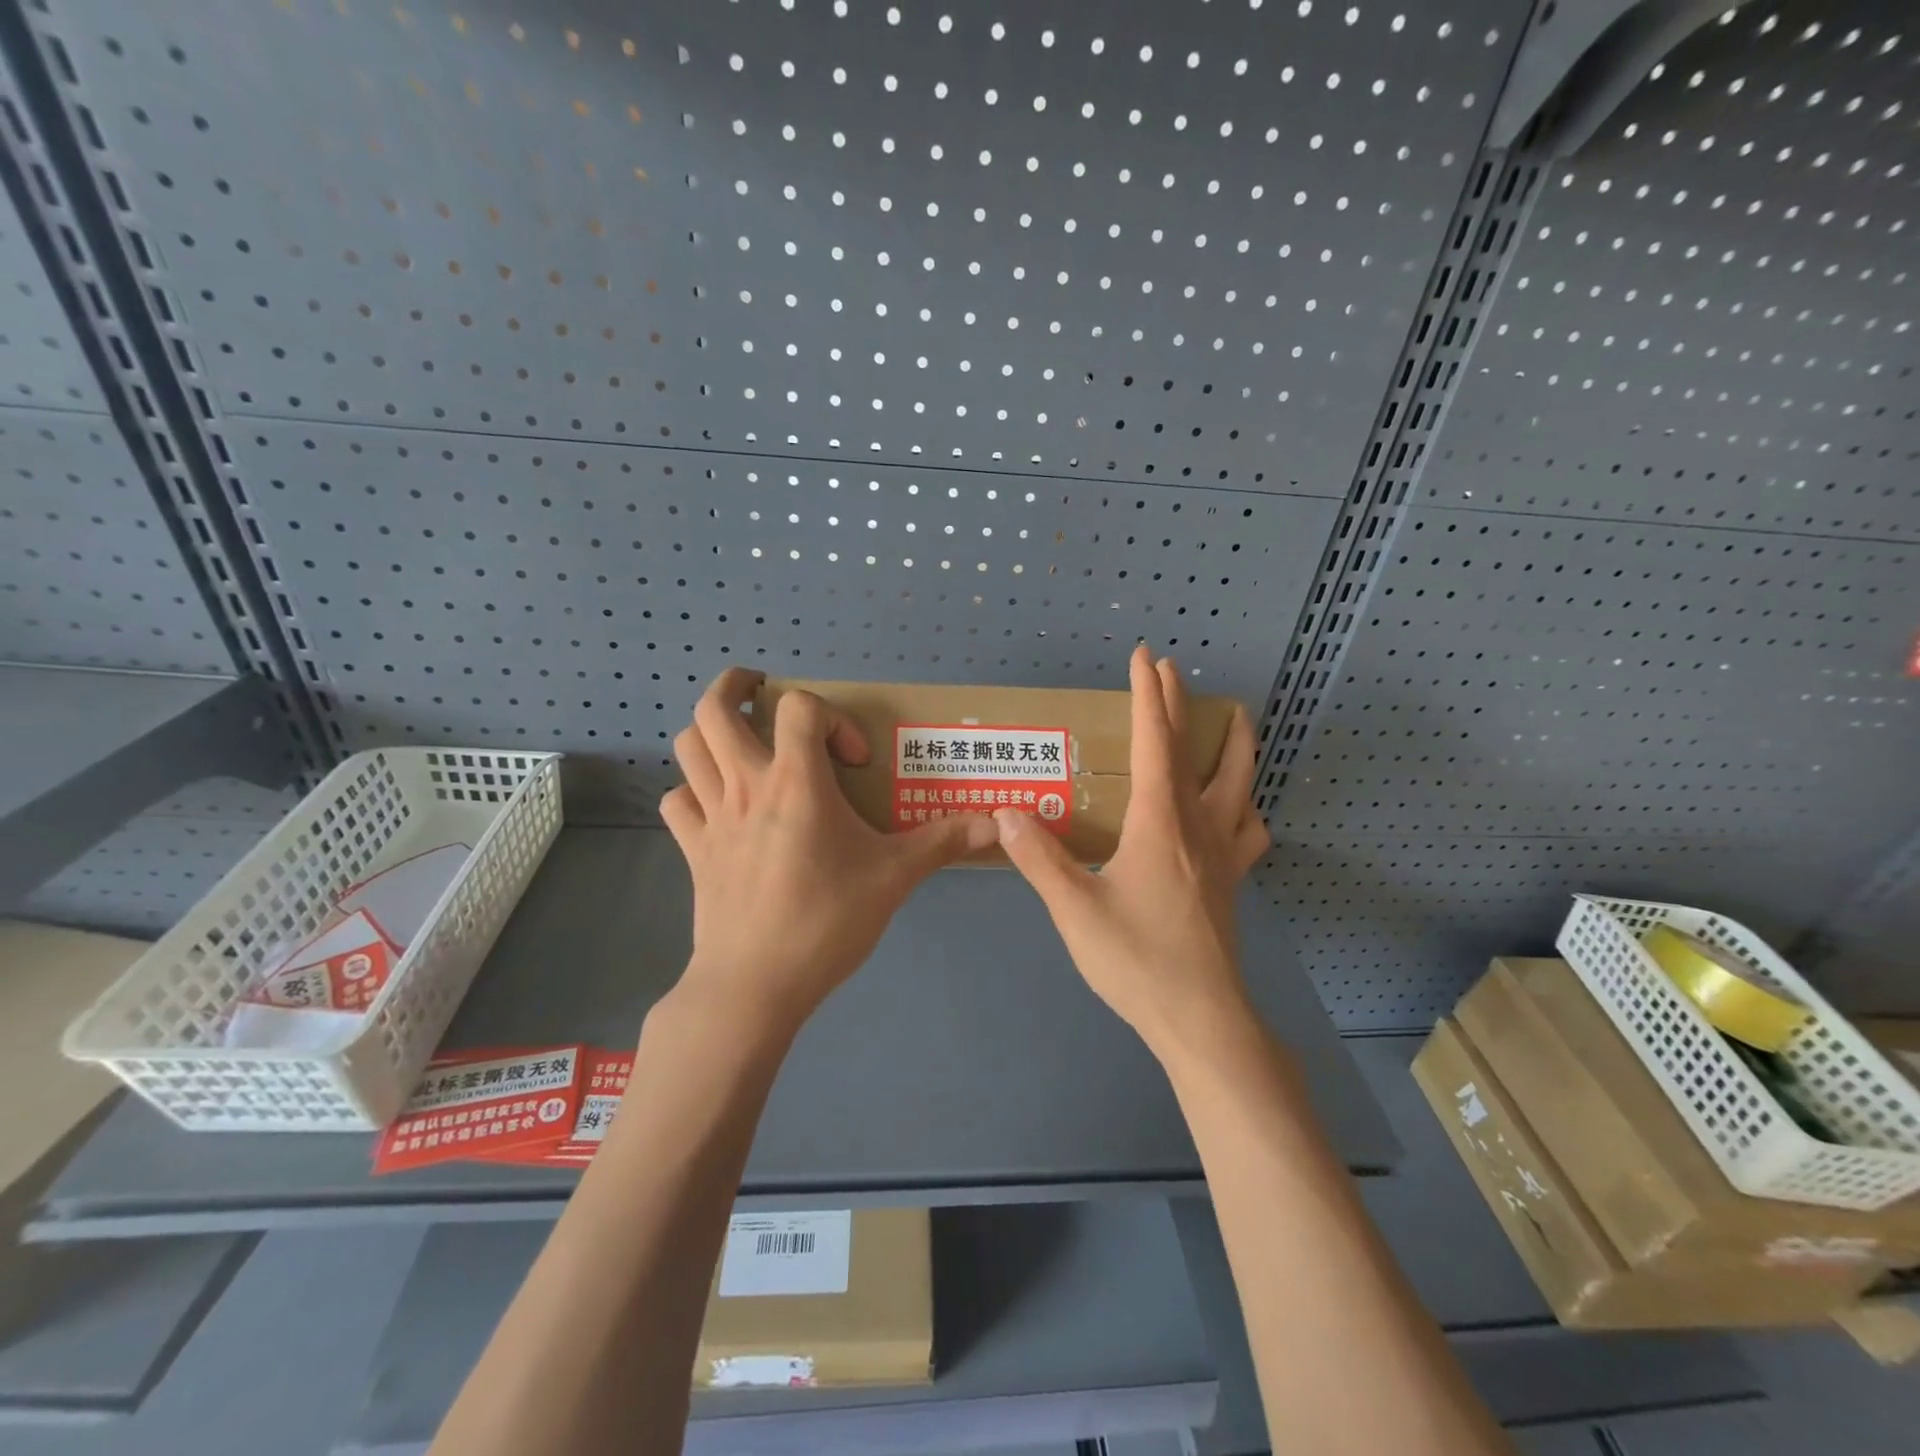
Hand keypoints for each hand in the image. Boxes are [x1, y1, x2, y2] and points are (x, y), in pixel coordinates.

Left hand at [660, 668, 997, 1029]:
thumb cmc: (826, 921)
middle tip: (762, 695)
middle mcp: (746, 786)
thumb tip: (996, 825)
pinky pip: (679, 802)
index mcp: (796, 781)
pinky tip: (721, 807)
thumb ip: (942, 842)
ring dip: (711, 734)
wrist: (755, 986)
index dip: (831, 718)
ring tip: (742, 743)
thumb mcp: (894, 878)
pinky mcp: (694, 851)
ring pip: (687, 748)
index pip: (798, 707)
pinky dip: (695, 791)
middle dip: (735, 687)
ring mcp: (712, 817)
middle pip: (714, 709)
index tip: (853, 762)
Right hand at [994, 645, 1270, 1057]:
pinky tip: (1240, 810)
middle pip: (1191, 749)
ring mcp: (1223, 853)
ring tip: (1234, 719)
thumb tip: (1006, 812)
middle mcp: (1197, 825)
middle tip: (1171, 669)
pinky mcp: (1232, 881)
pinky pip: (1249, 829)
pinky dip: (1247, 806)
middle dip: (1178, 704)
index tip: (1144, 656)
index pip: (1153, 742)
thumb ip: (1038, 857)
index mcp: (1158, 822)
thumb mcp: (1074, 909)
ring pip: (1239, 782)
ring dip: (1234, 744)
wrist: (1201, 1019)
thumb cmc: (1136, 960)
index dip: (1146, 695)